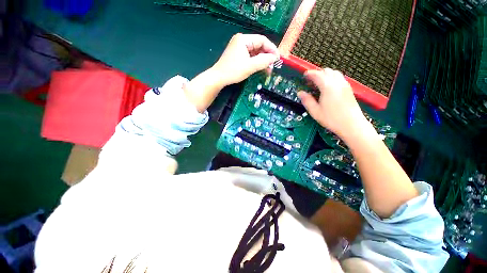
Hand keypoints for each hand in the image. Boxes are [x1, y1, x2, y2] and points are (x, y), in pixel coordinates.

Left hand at [212, 33, 279, 85]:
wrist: (219, 78)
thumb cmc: (234, 71)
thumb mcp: (250, 66)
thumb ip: (263, 61)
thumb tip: (274, 58)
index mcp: (243, 39)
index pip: (262, 40)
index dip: (271, 49)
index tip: (277, 58)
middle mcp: (241, 41)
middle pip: (259, 46)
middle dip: (267, 56)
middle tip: (273, 66)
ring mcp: (239, 48)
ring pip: (255, 52)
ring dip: (262, 60)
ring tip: (268, 69)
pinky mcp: (238, 55)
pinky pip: (250, 57)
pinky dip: (256, 62)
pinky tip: (261, 68)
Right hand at [297, 68, 367, 137]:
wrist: (352, 125)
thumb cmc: (331, 119)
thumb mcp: (315, 111)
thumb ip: (307, 100)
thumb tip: (300, 93)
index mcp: (328, 87)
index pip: (317, 75)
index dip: (310, 74)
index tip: (304, 75)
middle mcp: (337, 82)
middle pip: (327, 71)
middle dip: (317, 73)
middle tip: (310, 81)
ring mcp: (345, 85)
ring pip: (334, 72)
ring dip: (325, 74)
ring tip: (318, 83)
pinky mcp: (348, 89)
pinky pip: (339, 77)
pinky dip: (331, 78)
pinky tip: (328, 87)